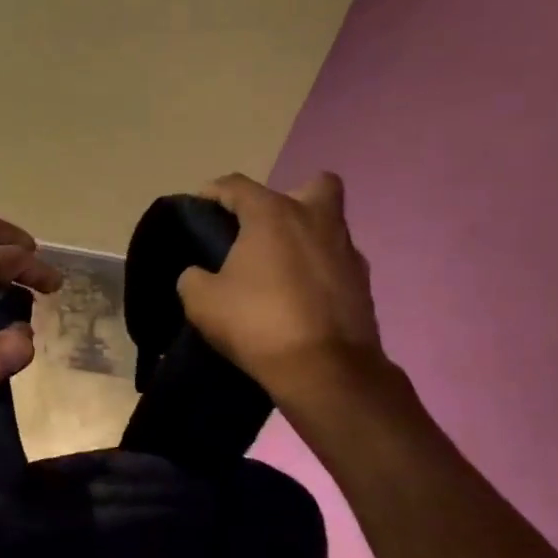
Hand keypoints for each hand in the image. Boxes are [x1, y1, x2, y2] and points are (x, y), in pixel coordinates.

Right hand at [176, 172, 383, 392]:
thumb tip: (200, 274)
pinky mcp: (363, 284)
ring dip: (304, 238)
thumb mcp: (202, 301)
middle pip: (313, 185)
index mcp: (273, 215)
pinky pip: (335, 262)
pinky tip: (297, 296)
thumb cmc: (257, 322)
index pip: (237, 185)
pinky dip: (317, 271)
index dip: (213, 192)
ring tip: (276, 270)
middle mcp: (316, 221)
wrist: (325, 371)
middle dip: (288, 198)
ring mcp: (347, 251)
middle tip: (262, 229)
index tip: (199, 208)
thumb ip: (194, 277)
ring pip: (328, 226)